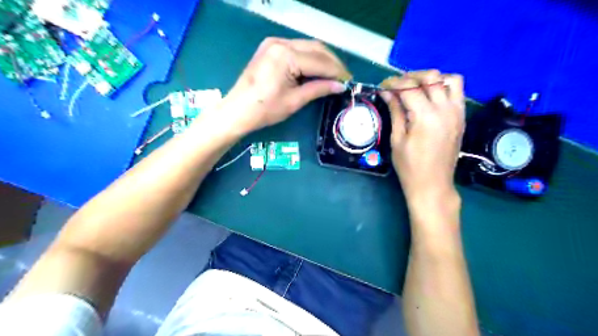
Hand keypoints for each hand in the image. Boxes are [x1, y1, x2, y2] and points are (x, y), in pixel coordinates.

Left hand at [210, 37, 350, 134]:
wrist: (238, 110)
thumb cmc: (265, 109)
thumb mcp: (294, 101)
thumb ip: (318, 89)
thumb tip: (340, 86)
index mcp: (286, 55)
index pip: (320, 61)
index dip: (337, 72)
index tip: (349, 81)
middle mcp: (281, 42)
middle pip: (316, 48)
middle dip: (332, 63)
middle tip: (343, 78)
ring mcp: (274, 43)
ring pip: (308, 46)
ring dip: (323, 59)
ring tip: (333, 75)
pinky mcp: (271, 47)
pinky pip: (297, 49)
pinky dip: (310, 58)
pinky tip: (317, 69)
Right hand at [380, 69, 463, 203]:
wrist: (433, 184)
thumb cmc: (409, 166)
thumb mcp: (397, 139)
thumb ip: (395, 111)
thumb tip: (387, 93)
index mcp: (425, 116)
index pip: (409, 88)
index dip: (393, 83)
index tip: (382, 85)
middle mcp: (445, 109)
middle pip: (431, 77)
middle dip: (411, 76)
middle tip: (397, 85)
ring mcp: (457, 112)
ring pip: (450, 79)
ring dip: (432, 79)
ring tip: (417, 87)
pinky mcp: (462, 117)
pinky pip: (458, 92)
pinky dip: (444, 87)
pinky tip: (431, 97)